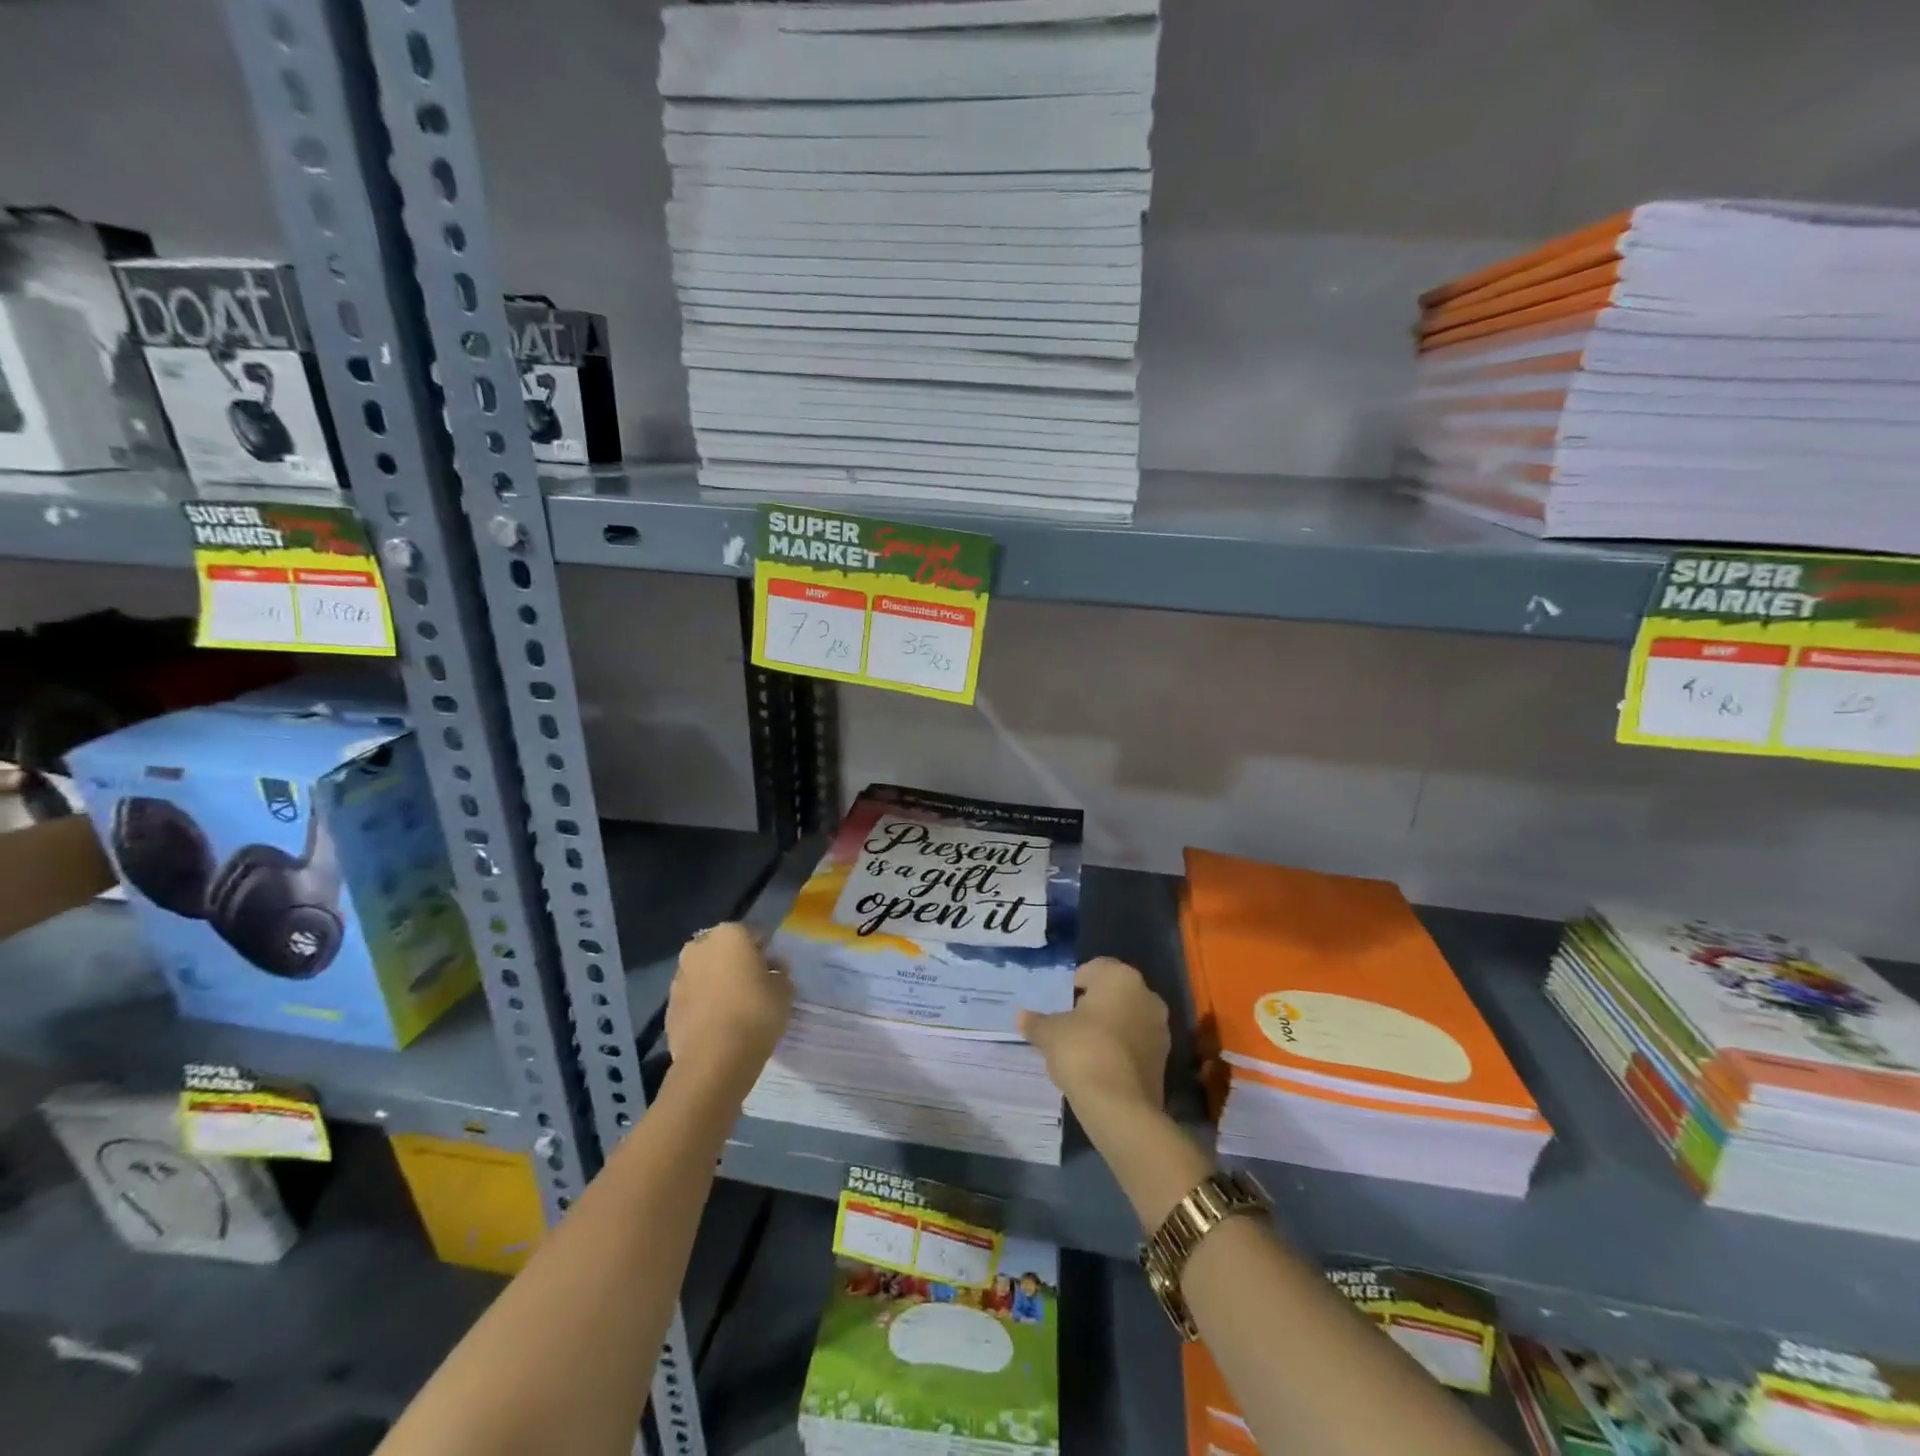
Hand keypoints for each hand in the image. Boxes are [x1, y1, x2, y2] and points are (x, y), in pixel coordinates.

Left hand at [664, 923, 792, 1099]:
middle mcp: (699, 948)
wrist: (714, 1059)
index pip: (754, 935)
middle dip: (737, 963)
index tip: (775, 971)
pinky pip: (693, 999)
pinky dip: (704, 1006)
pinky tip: (719, 1025)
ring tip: (736, 1008)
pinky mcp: (669, 1008)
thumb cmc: (756, 1013)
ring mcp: (679, 977)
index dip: (766, 952)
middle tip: (755, 986)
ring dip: (718, 984)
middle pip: (724, 951)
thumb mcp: (784, 991)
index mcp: (729, 934)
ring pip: (705, 974)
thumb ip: (780, 974)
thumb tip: (773, 972)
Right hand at [1018, 957, 1168, 1125]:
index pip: (1095, 968)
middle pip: (1115, 993)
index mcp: (1121, 977)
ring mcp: (1160, 1028)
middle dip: (1095, 1005)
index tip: (1062, 1002)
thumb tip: (1021, 1017)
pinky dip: (1120, 1050)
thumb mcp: (1050, 1033)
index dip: (1076, 983)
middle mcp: (1147, 995)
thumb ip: (1036, 1022)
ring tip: (1084, 1049)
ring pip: (1128, 1019)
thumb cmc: (1082, 1050)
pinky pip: (1136, 1044)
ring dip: (1110, 1028)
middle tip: (1070, 1024)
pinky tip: (1100, 1067)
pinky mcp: (1164, 1060)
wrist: (1119, 1105)